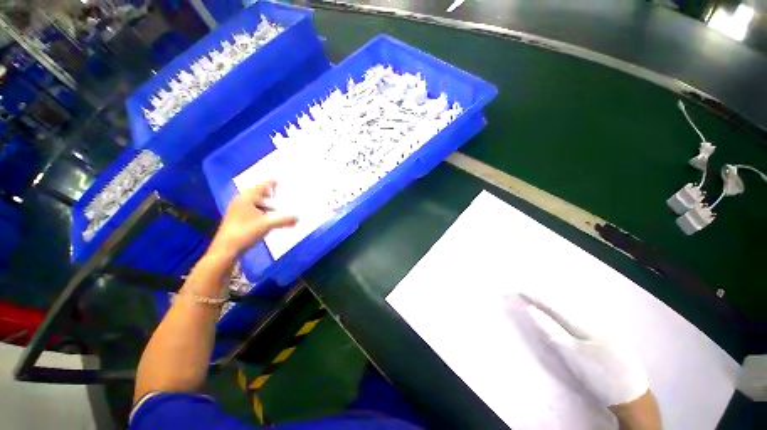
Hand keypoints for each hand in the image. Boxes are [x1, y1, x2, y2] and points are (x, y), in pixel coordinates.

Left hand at [209, 181, 297, 257]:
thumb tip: (298, 217)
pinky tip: (270, 220)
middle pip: (257, 195)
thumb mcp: (267, 225)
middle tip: (279, 192)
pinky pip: (254, 212)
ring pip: (255, 205)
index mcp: (246, 199)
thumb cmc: (245, 232)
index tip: (277, 179)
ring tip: (278, 208)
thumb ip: (284, 220)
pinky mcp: (238, 221)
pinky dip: (263, 213)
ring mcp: (238, 213)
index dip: (269, 183)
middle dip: (268, 194)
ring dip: (267, 206)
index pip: (260, 187)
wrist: (226, 250)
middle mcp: (241, 203)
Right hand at [516, 293, 649, 408]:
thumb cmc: (598, 375)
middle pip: (563, 302)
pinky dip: (567, 310)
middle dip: (543, 296)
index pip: (552, 304)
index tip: (517, 290)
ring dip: (554, 301)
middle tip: (525, 291)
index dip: (534, 297)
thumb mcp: (571, 354)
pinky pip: (581, 314)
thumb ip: (550, 329)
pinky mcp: (608, 331)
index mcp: (584, 321)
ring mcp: (604, 323)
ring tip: (539, 296)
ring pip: (573, 307)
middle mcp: (594, 316)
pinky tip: (562, 309)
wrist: (631, 395)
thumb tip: (531, 309)